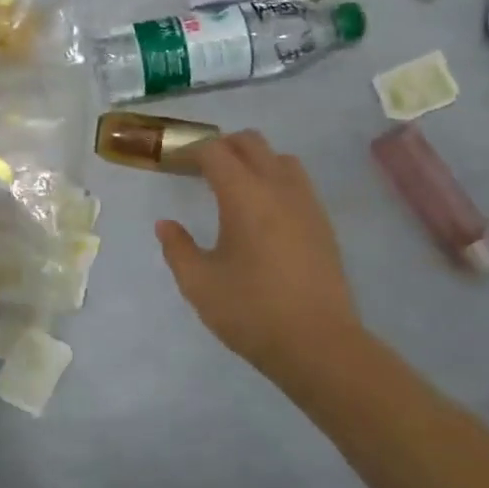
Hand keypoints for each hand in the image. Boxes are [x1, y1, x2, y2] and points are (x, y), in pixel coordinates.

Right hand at [156, 131, 364, 373]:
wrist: (318, 345)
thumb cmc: (251, 311)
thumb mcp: (199, 284)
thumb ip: (177, 248)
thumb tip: (166, 224)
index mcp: (244, 195)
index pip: (216, 151)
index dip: (192, 150)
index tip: (176, 164)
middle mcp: (278, 188)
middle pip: (251, 142)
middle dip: (223, 146)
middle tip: (201, 170)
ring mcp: (306, 203)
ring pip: (280, 158)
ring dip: (255, 160)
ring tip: (235, 188)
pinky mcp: (322, 223)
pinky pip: (297, 182)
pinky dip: (276, 180)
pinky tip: (263, 213)